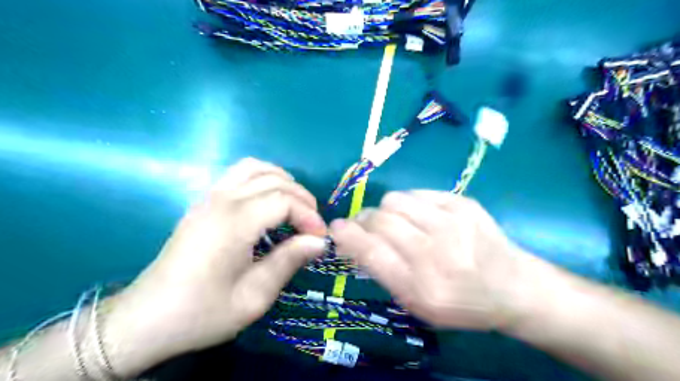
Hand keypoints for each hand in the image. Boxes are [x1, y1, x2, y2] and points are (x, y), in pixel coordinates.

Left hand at [103, 156, 328, 374]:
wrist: (146, 320)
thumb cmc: (202, 313)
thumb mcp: (254, 297)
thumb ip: (288, 261)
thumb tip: (319, 241)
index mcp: (233, 223)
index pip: (284, 201)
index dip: (308, 216)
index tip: (319, 239)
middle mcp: (221, 201)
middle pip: (273, 180)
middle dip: (301, 198)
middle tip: (311, 226)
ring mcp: (208, 197)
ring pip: (254, 167)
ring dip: (282, 181)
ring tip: (294, 206)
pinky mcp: (203, 202)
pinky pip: (238, 174)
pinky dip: (261, 178)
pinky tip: (268, 202)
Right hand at [330, 190, 524, 329]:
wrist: (514, 287)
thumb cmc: (460, 303)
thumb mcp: (417, 304)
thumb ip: (384, 272)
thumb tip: (354, 241)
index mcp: (421, 287)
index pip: (371, 251)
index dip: (347, 235)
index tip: (336, 227)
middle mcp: (435, 252)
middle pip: (380, 220)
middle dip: (364, 221)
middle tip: (366, 226)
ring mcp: (452, 223)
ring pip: (395, 200)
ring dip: (386, 211)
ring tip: (397, 222)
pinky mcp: (463, 204)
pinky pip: (418, 193)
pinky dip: (410, 204)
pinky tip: (422, 217)